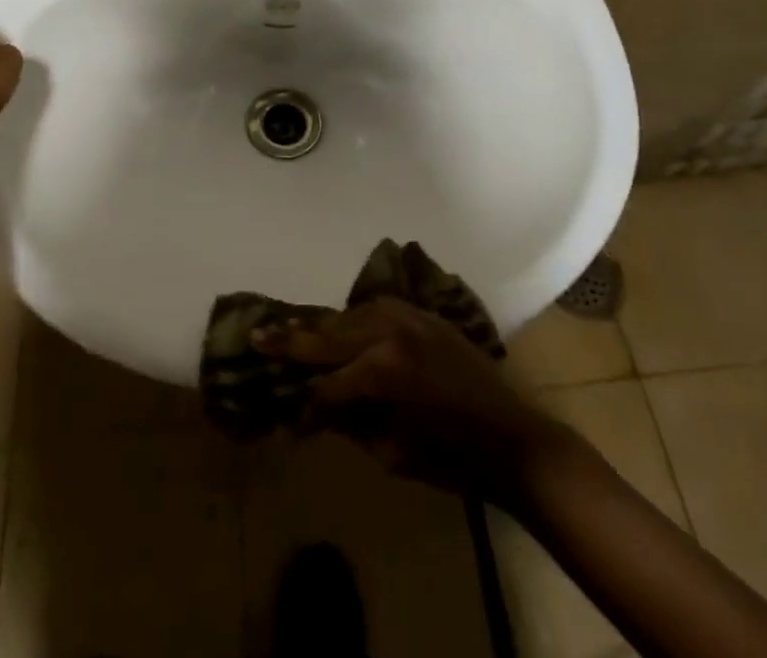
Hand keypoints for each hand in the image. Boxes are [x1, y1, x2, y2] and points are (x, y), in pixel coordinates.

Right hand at [255, 297, 571, 504]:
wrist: (511, 436)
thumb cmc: (451, 457)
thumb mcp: (391, 451)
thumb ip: (351, 421)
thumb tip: (321, 406)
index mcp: (380, 371)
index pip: (326, 387)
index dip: (304, 408)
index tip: (289, 425)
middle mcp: (388, 333)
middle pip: (327, 337)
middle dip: (290, 342)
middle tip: (255, 335)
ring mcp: (406, 316)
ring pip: (348, 316)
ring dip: (321, 328)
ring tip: (289, 331)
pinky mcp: (422, 314)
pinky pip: (376, 309)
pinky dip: (353, 319)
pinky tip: (339, 327)